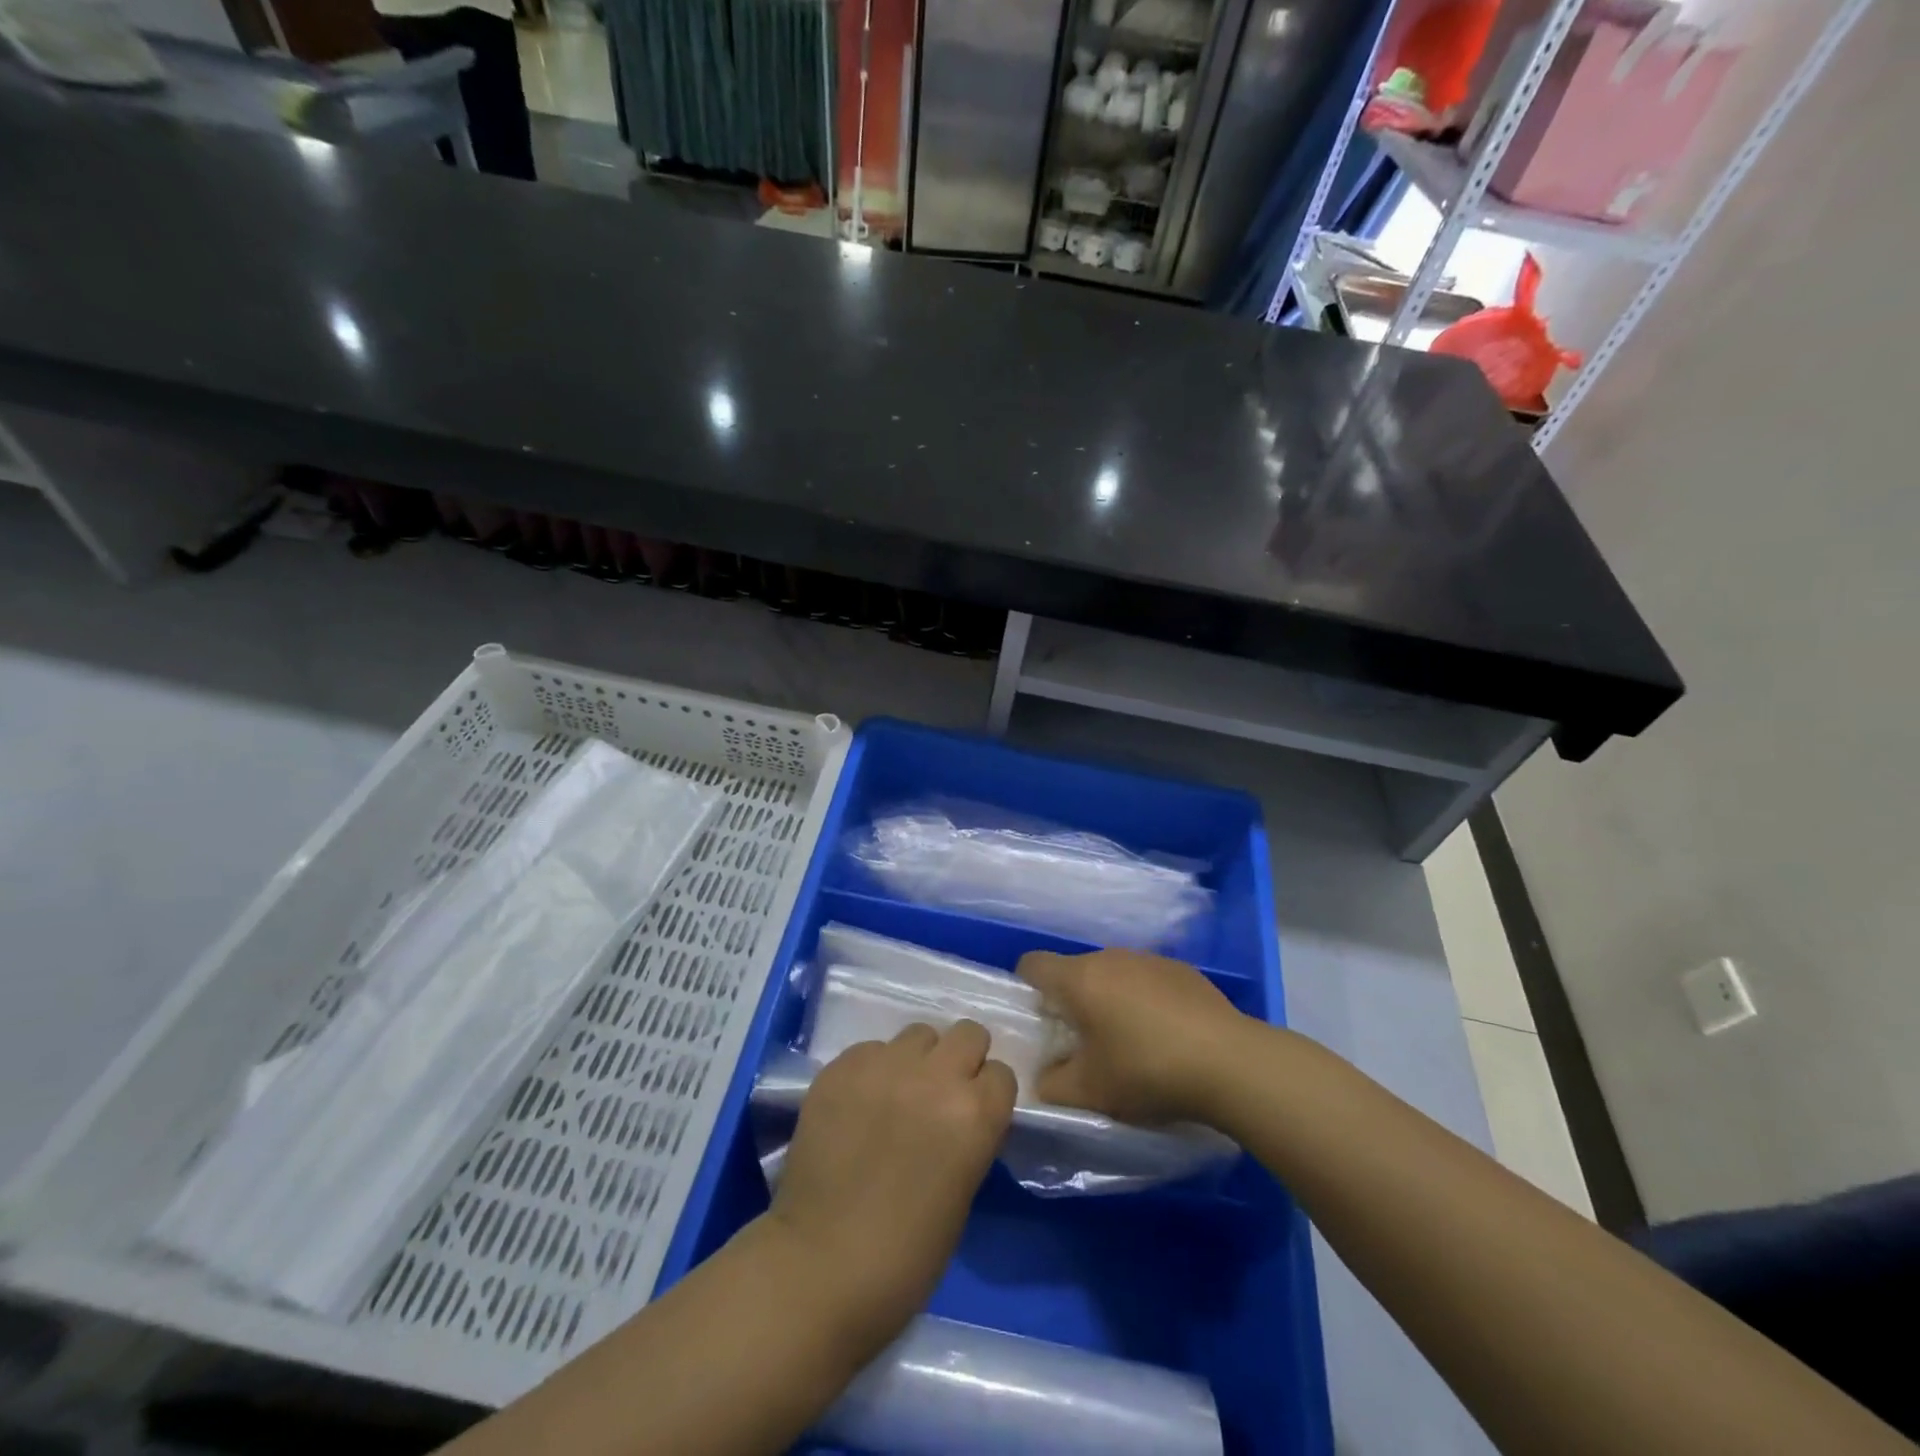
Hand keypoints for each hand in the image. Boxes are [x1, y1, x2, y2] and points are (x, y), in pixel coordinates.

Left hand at [765, 1021, 1015, 1352]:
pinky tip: (859, 1105)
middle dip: (961, 1060)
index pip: (1001, 1074)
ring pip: (918, 1034)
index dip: (988, 1094)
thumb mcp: (962, 1192)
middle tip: (941, 1094)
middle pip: (968, 1034)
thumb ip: (969, 1137)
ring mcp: (885, 1066)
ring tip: (897, 1094)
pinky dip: (873, 1070)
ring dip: (917, 1060)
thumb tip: (962, 1114)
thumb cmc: (905, 1256)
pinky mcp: (842, 1067)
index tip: (974, 1114)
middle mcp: (935, 1077)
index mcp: (975, 1114)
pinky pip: (871, 1049)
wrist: (819, 1267)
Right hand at [1018, 948, 1248, 1124]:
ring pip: (1112, 974)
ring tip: (1127, 1043)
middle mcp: (1110, 956)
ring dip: (1109, 1000)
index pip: (1032, 964)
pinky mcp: (1182, 970)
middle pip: (1074, 971)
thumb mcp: (1089, 1092)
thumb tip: (1043, 1076)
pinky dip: (1144, 1001)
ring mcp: (1149, 959)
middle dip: (1072, 1002)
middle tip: (1083, 1044)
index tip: (1040, 1022)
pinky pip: (1146, 980)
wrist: (1230, 1062)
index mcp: (1080, 978)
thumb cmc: (1147, 1070)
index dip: (1027, 990)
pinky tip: (1165, 1036)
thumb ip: (1052, 1085)